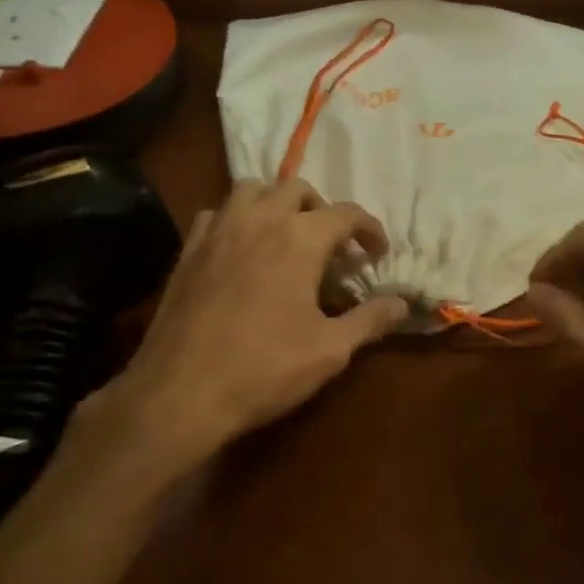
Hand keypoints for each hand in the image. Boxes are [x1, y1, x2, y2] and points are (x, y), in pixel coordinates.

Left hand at [71, 179, 409, 477]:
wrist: (179, 394)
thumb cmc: (264, 369)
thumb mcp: (331, 350)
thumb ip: (371, 319)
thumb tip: (404, 303)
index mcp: (300, 239)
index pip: (346, 213)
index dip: (369, 229)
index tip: (377, 252)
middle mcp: (260, 221)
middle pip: (298, 189)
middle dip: (323, 210)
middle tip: (333, 246)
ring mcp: (219, 231)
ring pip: (252, 189)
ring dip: (277, 202)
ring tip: (287, 235)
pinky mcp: (188, 249)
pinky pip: (217, 213)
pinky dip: (237, 219)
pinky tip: (242, 249)